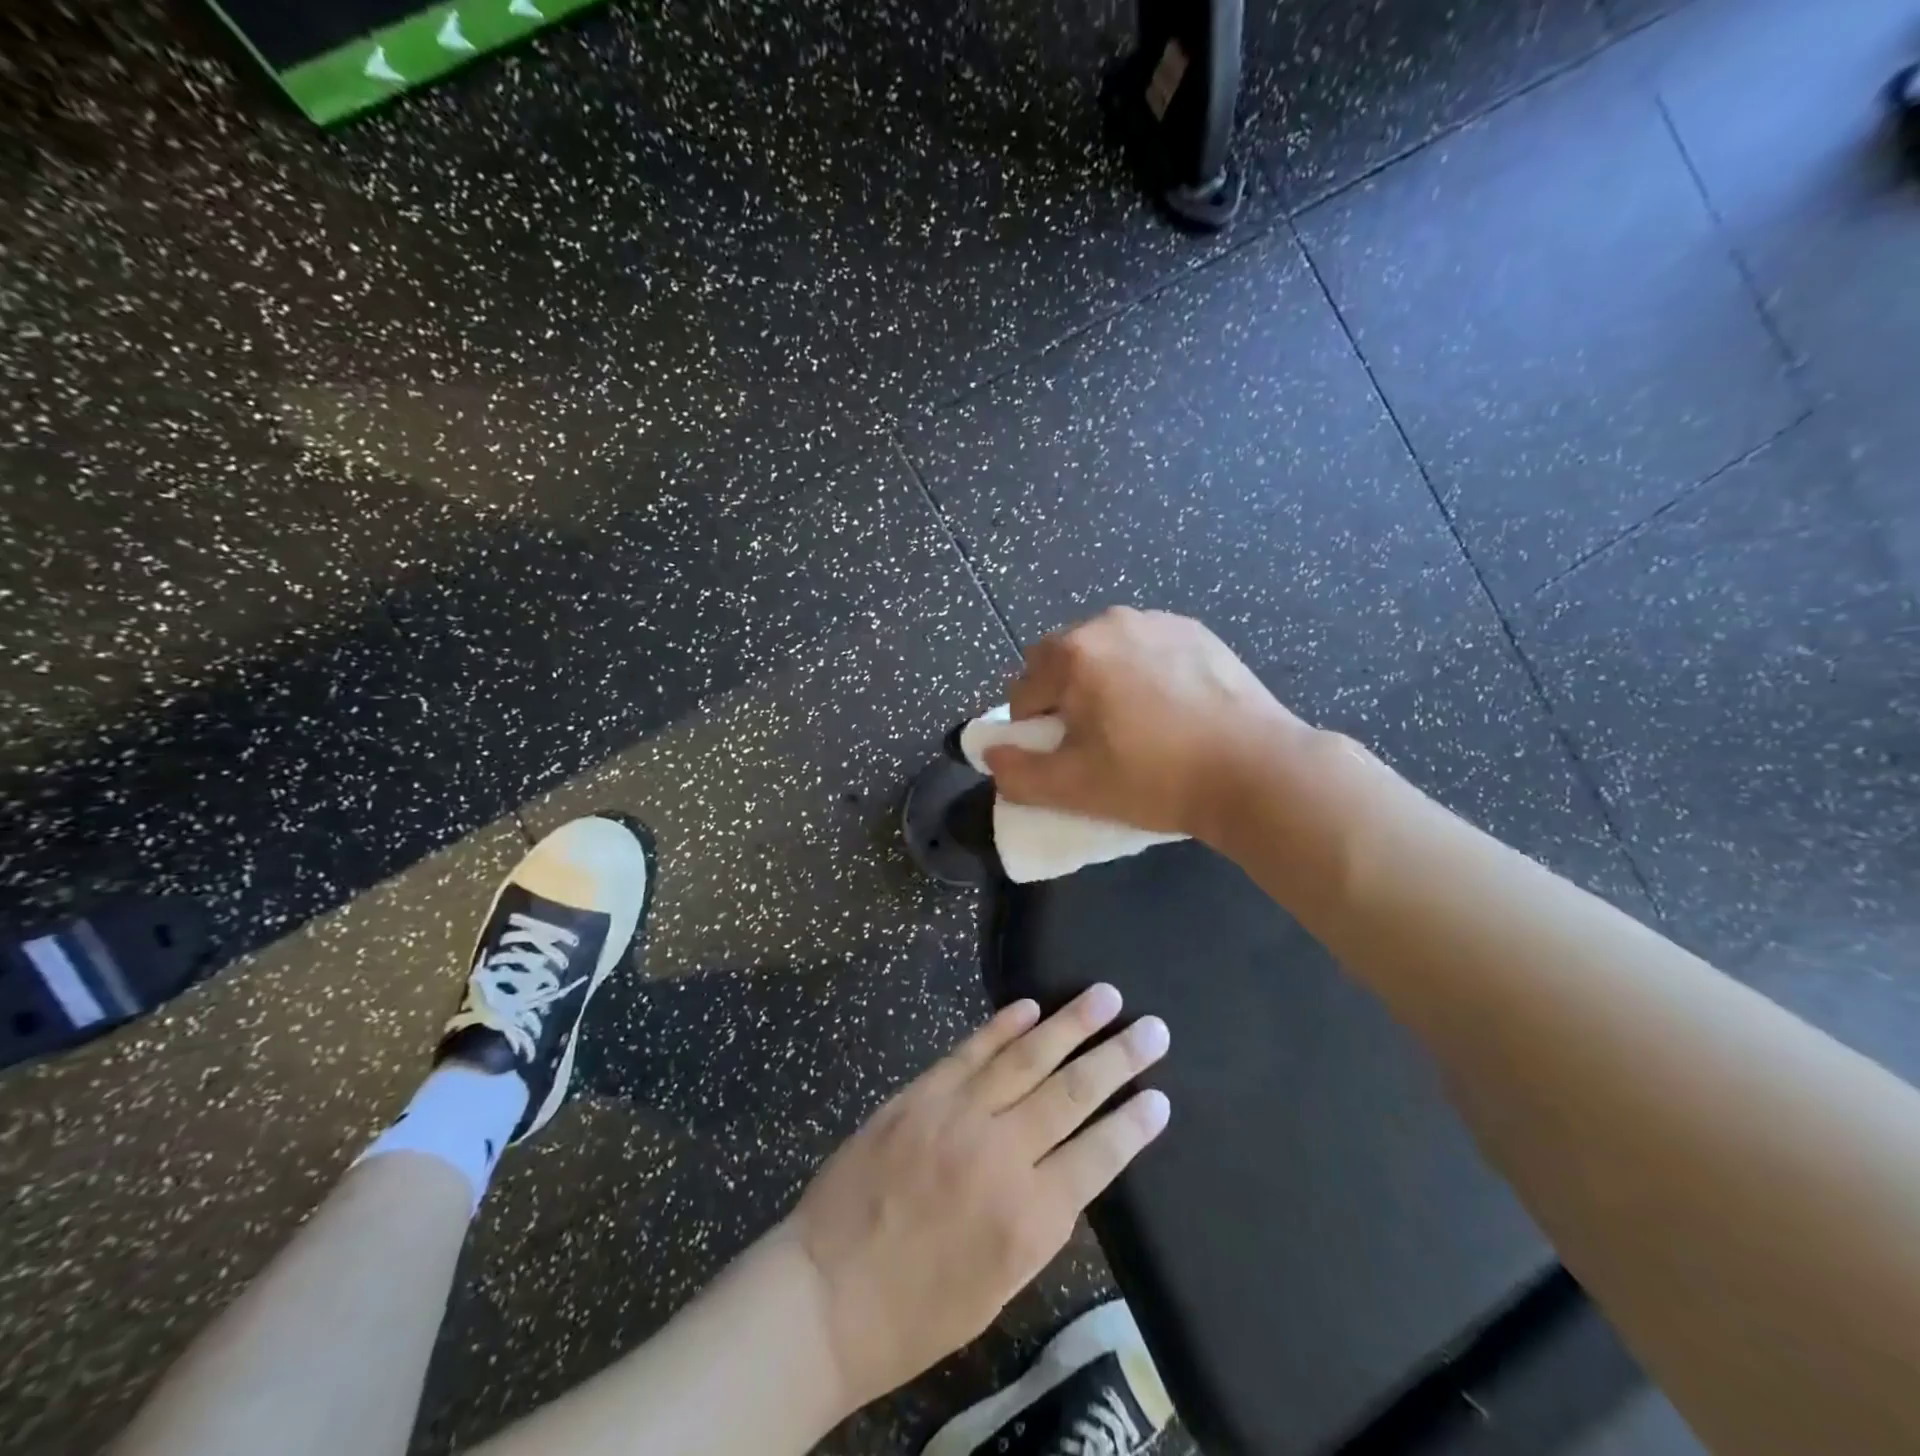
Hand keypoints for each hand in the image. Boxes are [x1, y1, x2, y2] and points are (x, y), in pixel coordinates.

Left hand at [786, 988, 1170, 1413]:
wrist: (827, 1291)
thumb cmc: (919, 1310)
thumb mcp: (1000, 1285)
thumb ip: (1041, 1220)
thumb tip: (1071, 1166)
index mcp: (1029, 1219)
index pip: (1099, 1156)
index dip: (1133, 1124)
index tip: (1161, 1096)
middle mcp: (1001, 1155)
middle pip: (1072, 1093)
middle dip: (1118, 1057)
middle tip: (1154, 1028)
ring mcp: (957, 1115)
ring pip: (1026, 1058)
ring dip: (1071, 1024)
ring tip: (1106, 996)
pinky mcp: (920, 1093)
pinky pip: (970, 1050)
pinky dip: (1002, 1026)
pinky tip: (1031, 1006)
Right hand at [983, 606, 1312, 840]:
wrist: (1254, 769)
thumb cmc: (1154, 778)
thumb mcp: (1074, 788)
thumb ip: (1017, 773)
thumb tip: (992, 754)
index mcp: (1074, 653)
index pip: (1023, 691)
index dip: (1033, 730)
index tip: (1063, 759)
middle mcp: (1110, 622)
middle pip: (1062, 663)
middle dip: (1065, 699)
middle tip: (1095, 742)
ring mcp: (1158, 621)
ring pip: (1106, 653)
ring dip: (1103, 683)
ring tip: (1137, 725)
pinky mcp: (1197, 631)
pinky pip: (1148, 650)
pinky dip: (1144, 674)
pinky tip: (1171, 710)